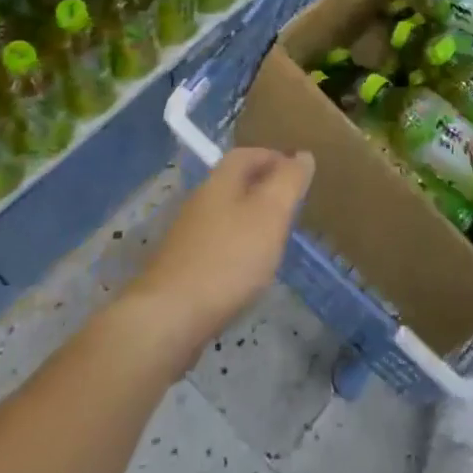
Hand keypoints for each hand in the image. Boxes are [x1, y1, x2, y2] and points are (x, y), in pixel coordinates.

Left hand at [123, 146, 313, 361]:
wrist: (169, 318)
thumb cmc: (228, 258)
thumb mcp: (271, 214)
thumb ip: (288, 182)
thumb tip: (303, 154)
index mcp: (220, 182)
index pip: (247, 154)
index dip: (273, 157)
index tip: (297, 173)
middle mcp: (200, 202)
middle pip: (234, 184)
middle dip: (263, 188)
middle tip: (291, 205)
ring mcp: (188, 237)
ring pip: (225, 215)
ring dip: (250, 219)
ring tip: (276, 238)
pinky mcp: (183, 268)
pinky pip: (217, 245)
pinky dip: (237, 248)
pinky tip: (249, 270)